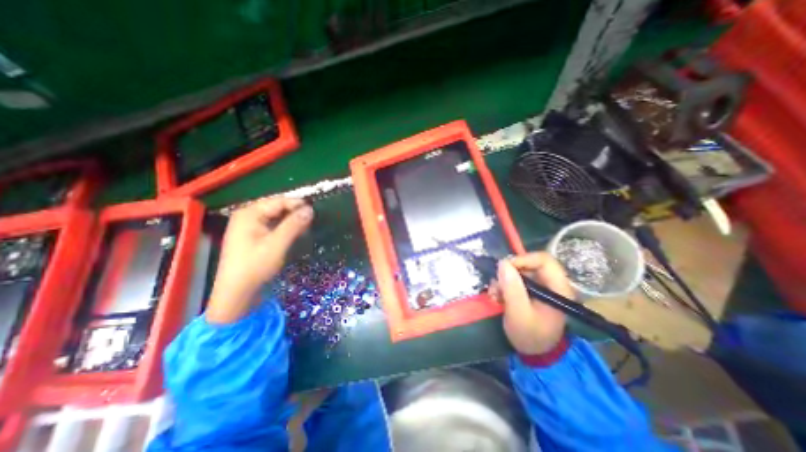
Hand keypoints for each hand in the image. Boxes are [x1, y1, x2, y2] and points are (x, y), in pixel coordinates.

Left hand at [204, 196, 312, 322]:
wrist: (236, 293)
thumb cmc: (255, 266)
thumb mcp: (277, 244)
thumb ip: (294, 224)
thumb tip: (310, 209)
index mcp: (249, 214)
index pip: (278, 201)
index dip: (297, 204)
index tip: (315, 211)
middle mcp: (247, 216)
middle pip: (276, 208)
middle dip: (295, 213)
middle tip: (312, 220)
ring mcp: (249, 227)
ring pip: (276, 217)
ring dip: (291, 221)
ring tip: (306, 227)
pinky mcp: (253, 237)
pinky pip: (273, 226)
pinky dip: (285, 228)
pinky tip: (294, 234)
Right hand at [488, 253, 575, 354]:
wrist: (534, 354)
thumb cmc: (530, 335)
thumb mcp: (519, 314)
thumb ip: (512, 288)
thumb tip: (502, 263)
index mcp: (557, 288)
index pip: (543, 260)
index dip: (523, 259)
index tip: (504, 269)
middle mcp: (550, 283)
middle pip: (528, 264)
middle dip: (508, 273)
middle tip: (496, 286)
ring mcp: (540, 287)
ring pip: (519, 271)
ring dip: (503, 281)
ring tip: (494, 295)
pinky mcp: (530, 292)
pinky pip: (515, 280)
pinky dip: (503, 286)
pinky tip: (497, 297)